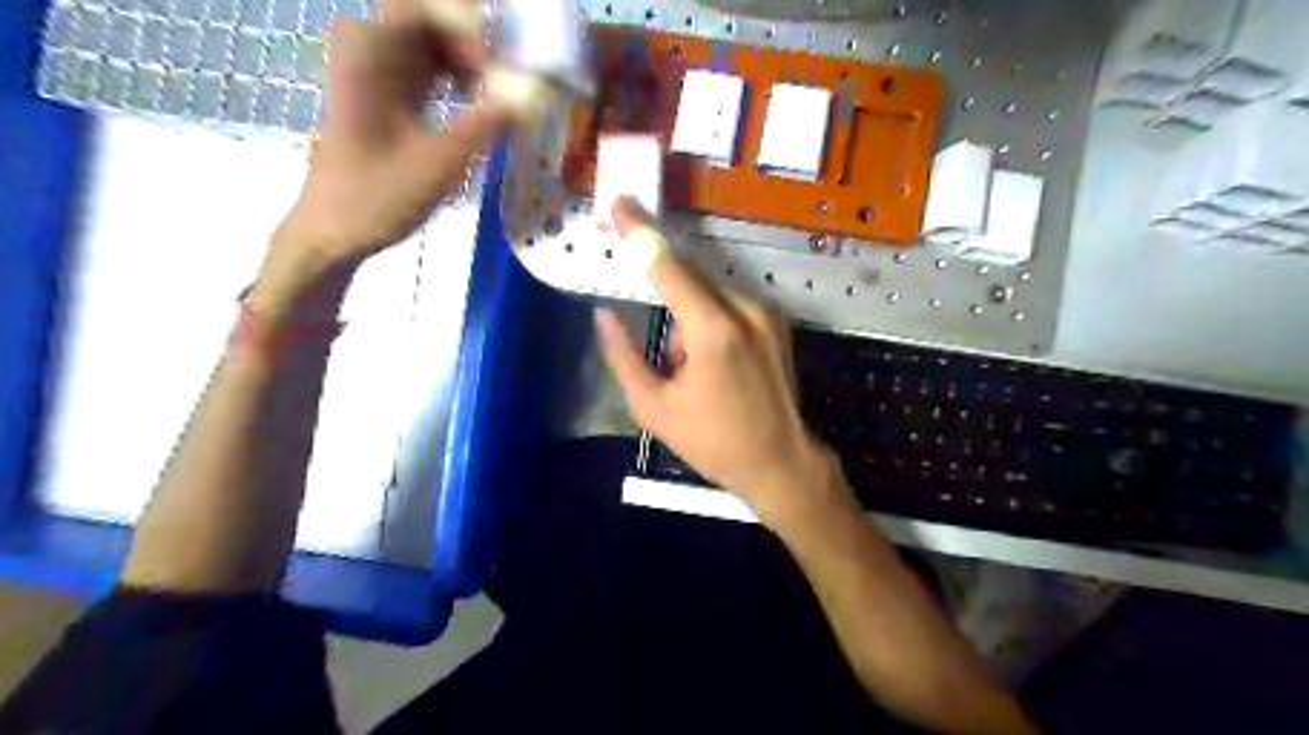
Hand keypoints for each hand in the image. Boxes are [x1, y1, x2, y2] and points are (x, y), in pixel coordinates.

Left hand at [254, 1, 504, 313]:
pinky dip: (454, 78)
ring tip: (498, 91)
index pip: (425, 10)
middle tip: (507, 76)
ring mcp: (374, 73)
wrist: (333, 230)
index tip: (496, 74)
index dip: (467, 31)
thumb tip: (531, 96)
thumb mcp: (440, 160)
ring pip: (428, 43)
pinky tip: (476, 103)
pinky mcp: (383, 96)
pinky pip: (424, 68)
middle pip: (428, 20)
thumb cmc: (380, 195)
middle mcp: (368, 50)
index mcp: (370, 54)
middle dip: (472, 42)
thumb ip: (487, 122)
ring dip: (466, 60)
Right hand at [593, 198, 848, 525]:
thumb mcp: (654, 408)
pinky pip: (729, 308)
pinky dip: (712, 329)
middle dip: (671, 322)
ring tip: (702, 379)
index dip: (639, 232)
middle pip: (688, 285)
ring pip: (708, 299)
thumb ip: (624, 356)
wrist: (781, 462)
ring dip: (691, 328)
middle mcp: (745, 308)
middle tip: (675, 371)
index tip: (620, 203)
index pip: (668, 266)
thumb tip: (605, 315)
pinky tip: (722, 370)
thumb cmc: (714, 441)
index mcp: (713, 329)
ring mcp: (766, 313)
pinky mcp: (777, 322)